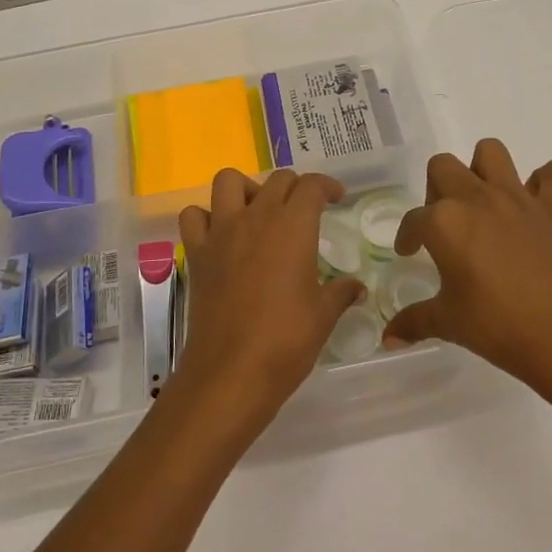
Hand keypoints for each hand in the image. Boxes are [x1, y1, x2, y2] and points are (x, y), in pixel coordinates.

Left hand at [174, 169, 364, 432]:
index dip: (327, 186)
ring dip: (246, 188)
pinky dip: (207, 217)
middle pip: (276, 180)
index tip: (335, 197)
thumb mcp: (323, 316)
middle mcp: (256, 217)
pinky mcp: (197, 253)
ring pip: (228, 181)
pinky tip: (221, 235)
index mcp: (293, 226)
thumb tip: (357, 288)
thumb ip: (341, 293)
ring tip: (258, 211)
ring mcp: (221, 232)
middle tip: (304, 209)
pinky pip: (194, 216)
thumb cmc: (286, 340)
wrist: (231, 371)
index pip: (311, 186)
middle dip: (294, 187)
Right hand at [383, 138, 551, 384]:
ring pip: (491, 152)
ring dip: (482, 168)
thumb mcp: (447, 322)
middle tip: (444, 223)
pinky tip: (536, 200)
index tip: (409, 252)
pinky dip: (547, 180)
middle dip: (436, 189)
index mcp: (444, 221)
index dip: (407, 236)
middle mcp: (476, 199)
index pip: (413, 219)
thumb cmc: (496, 326)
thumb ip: (413, 321)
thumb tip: (388, 339)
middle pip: (443, 167)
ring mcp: (517, 199)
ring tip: (482, 200)